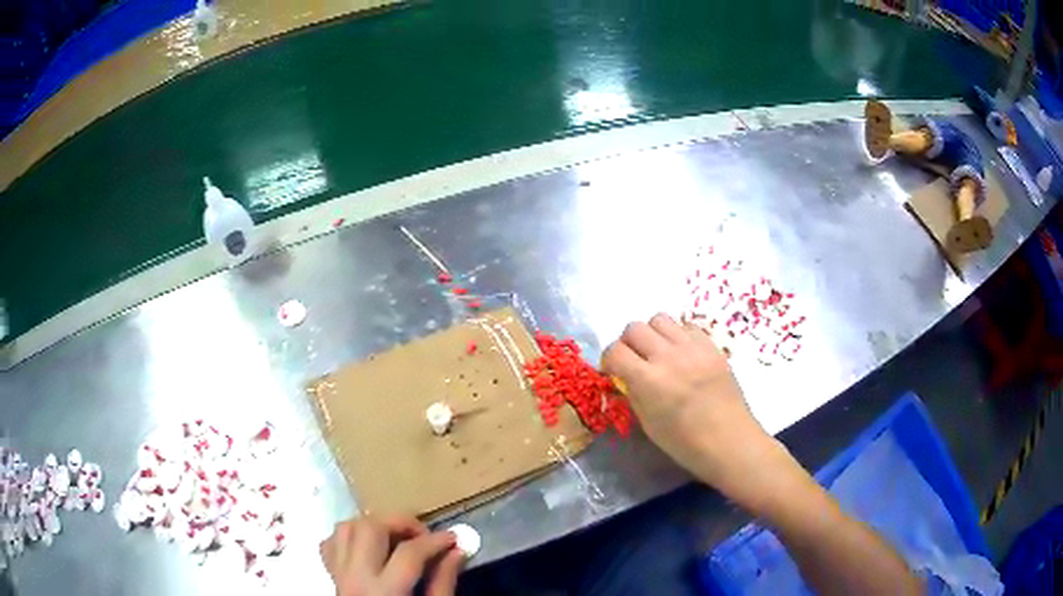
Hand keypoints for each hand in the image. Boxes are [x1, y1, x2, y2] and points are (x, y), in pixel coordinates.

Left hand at [320, 515, 464, 595]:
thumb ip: (443, 583)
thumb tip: (457, 550)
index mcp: (384, 592)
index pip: (409, 553)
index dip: (436, 540)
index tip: (454, 538)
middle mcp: (355, 577)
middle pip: (370, 528)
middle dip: (401, 523)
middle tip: (424, 535)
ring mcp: (338, 574)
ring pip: (346, 528)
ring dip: (374, 525)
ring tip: (397, 539)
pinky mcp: (331, 575)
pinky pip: (332, 543)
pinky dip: (350, 537)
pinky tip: (370, 549)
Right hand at [602, 313, 789, 502]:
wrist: (729, 440)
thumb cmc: (685, 442)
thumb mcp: (648, 424)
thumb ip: (634, 394)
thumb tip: (626, 377)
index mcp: (648, 380)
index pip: (615, 351)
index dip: (609, 360)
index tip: (614, 371)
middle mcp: (668, 356)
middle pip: (634, 328)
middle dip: (628, 343)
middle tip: (636, 360)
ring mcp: (692, 348)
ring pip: (660, 319)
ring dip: (653, 334)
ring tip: (660, 353)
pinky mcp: (711, 346)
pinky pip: (687, 326)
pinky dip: (678, 336)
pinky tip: (683, 355)